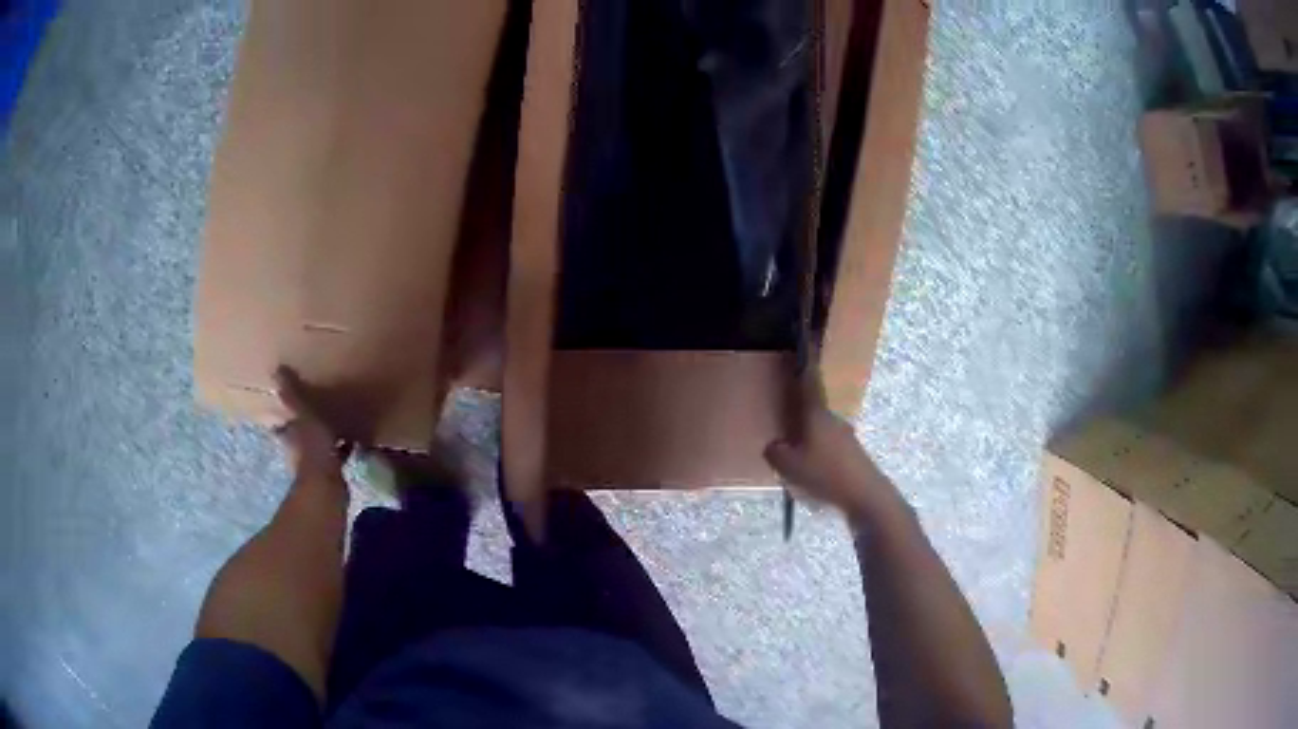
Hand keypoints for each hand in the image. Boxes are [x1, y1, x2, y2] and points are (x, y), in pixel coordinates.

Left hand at [274, 366, 348, 478]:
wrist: (327, 486)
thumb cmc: (312, 448)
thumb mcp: (304, 415)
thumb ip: (293, 395)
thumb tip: (277, 368)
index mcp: (290, 436)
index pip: (285, 425)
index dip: (287, 419)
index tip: (292, 408)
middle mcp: (299, 451)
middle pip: (302, 436)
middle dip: (308, 427)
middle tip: (320, 411)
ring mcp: (316, 463)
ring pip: (321, 445)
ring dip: (327, 438)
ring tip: (341, 422)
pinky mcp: (333, 473)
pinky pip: (339, 455)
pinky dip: (345, 448)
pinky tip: (356, 440)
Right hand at [763, 373, 904, 521]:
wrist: (865, 495)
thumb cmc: (825, 474)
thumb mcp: (788, 465)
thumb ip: (775, 452)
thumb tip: (774, 445)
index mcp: (816, 414)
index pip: (809, 381)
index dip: (806, 361)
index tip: (805, 341)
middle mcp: (833, 419)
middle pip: (813, 407)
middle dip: (800, 408)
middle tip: (784, 414)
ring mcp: (845, 436)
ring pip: (820, 429)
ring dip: (808, 436)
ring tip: (793, 454)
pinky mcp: (852, 454)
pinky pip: (828, 447)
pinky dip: (817, 453)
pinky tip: (810, 473)